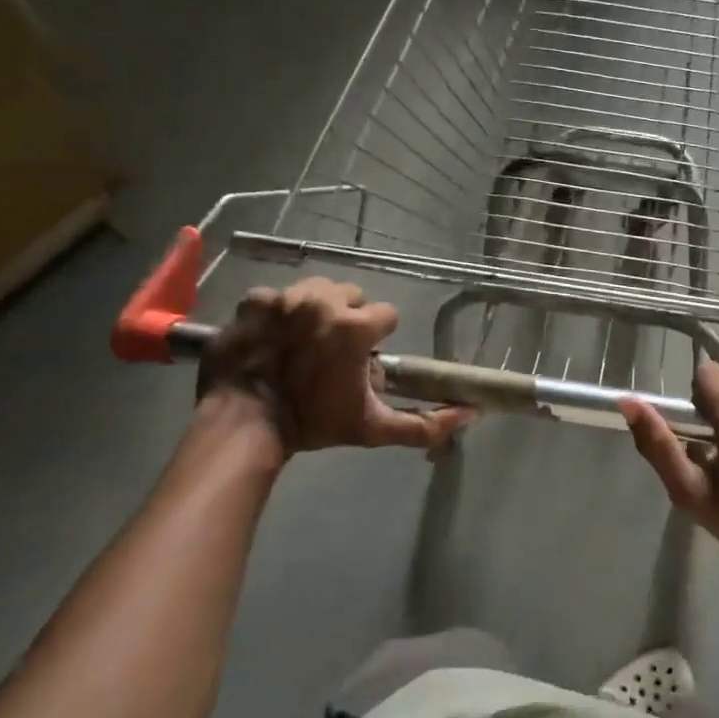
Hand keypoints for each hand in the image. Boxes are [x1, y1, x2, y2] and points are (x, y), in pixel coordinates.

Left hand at [197, 279, 472, 454]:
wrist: (245, 425)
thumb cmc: (315, 423)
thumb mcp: (374, 427)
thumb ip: (425, 423)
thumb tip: (473, 414)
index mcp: (355, 326)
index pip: (386, 315)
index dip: (377, 338)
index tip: (362, 359)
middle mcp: (322, 301)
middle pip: (351, 295)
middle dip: (347, 317)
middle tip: (332, 351)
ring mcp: (284, 298)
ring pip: (315, 289)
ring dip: (315, 309)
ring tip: (303, 340)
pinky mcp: (252, 302)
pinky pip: (275, 296)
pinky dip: (276, 312)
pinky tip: (272, 338)